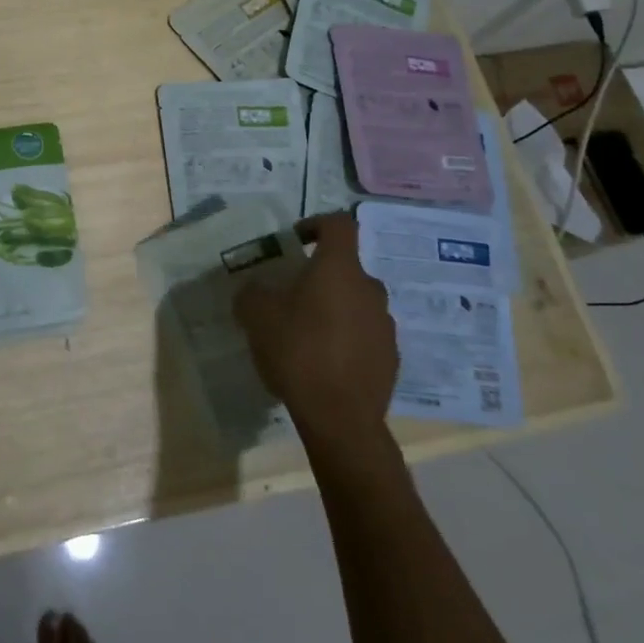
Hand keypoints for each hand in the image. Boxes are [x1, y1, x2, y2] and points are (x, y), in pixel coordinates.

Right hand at [234, 215, 396, 443]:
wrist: (341, 418)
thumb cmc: (298, 352)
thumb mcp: (256, 315)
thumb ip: (252, 292)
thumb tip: (256, 288)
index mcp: (339, 269)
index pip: (339, 224)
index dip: (316, 224)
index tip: (296, 240)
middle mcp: (369, 289)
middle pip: (345, 268)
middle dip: (320, 276)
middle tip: (292, 295)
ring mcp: (385, 325)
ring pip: (356, 302)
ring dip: (334, 308)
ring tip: (306, 333)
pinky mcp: (391, 357)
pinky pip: (365, 334)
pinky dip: (346, 338)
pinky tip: (324, 362)